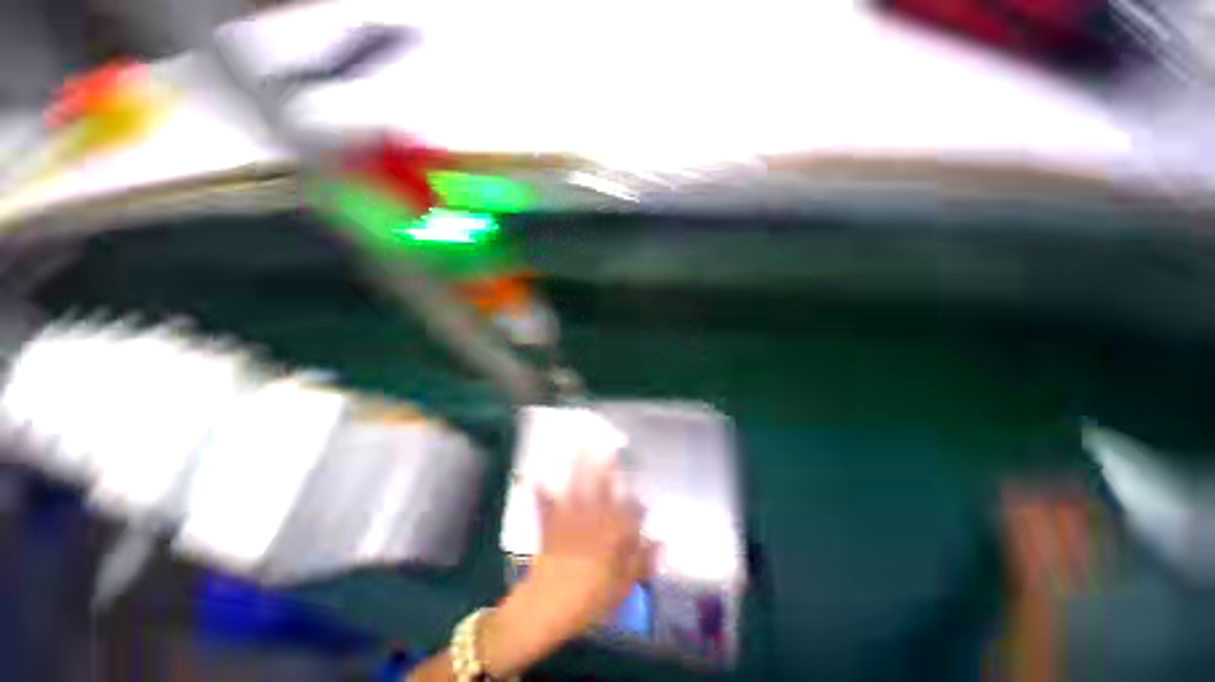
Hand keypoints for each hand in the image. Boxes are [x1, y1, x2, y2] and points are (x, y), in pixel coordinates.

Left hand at [528, 456, 655, 633]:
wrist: (546, 609)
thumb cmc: (587, 601)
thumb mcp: (621, 588)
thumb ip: (641, 562)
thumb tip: (661, 541)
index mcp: (610, 534)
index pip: (629, 512)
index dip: (638, 504)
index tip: (643, 499)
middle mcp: (591, 519)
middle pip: (602, 489)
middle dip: (607, 468)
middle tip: (610, 447)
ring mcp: (568, 519)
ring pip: (576, 488)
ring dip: (577, 467)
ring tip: (579, 446)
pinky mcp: (549, 526)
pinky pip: (543, 505)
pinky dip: (539, 491)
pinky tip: (533, 475)